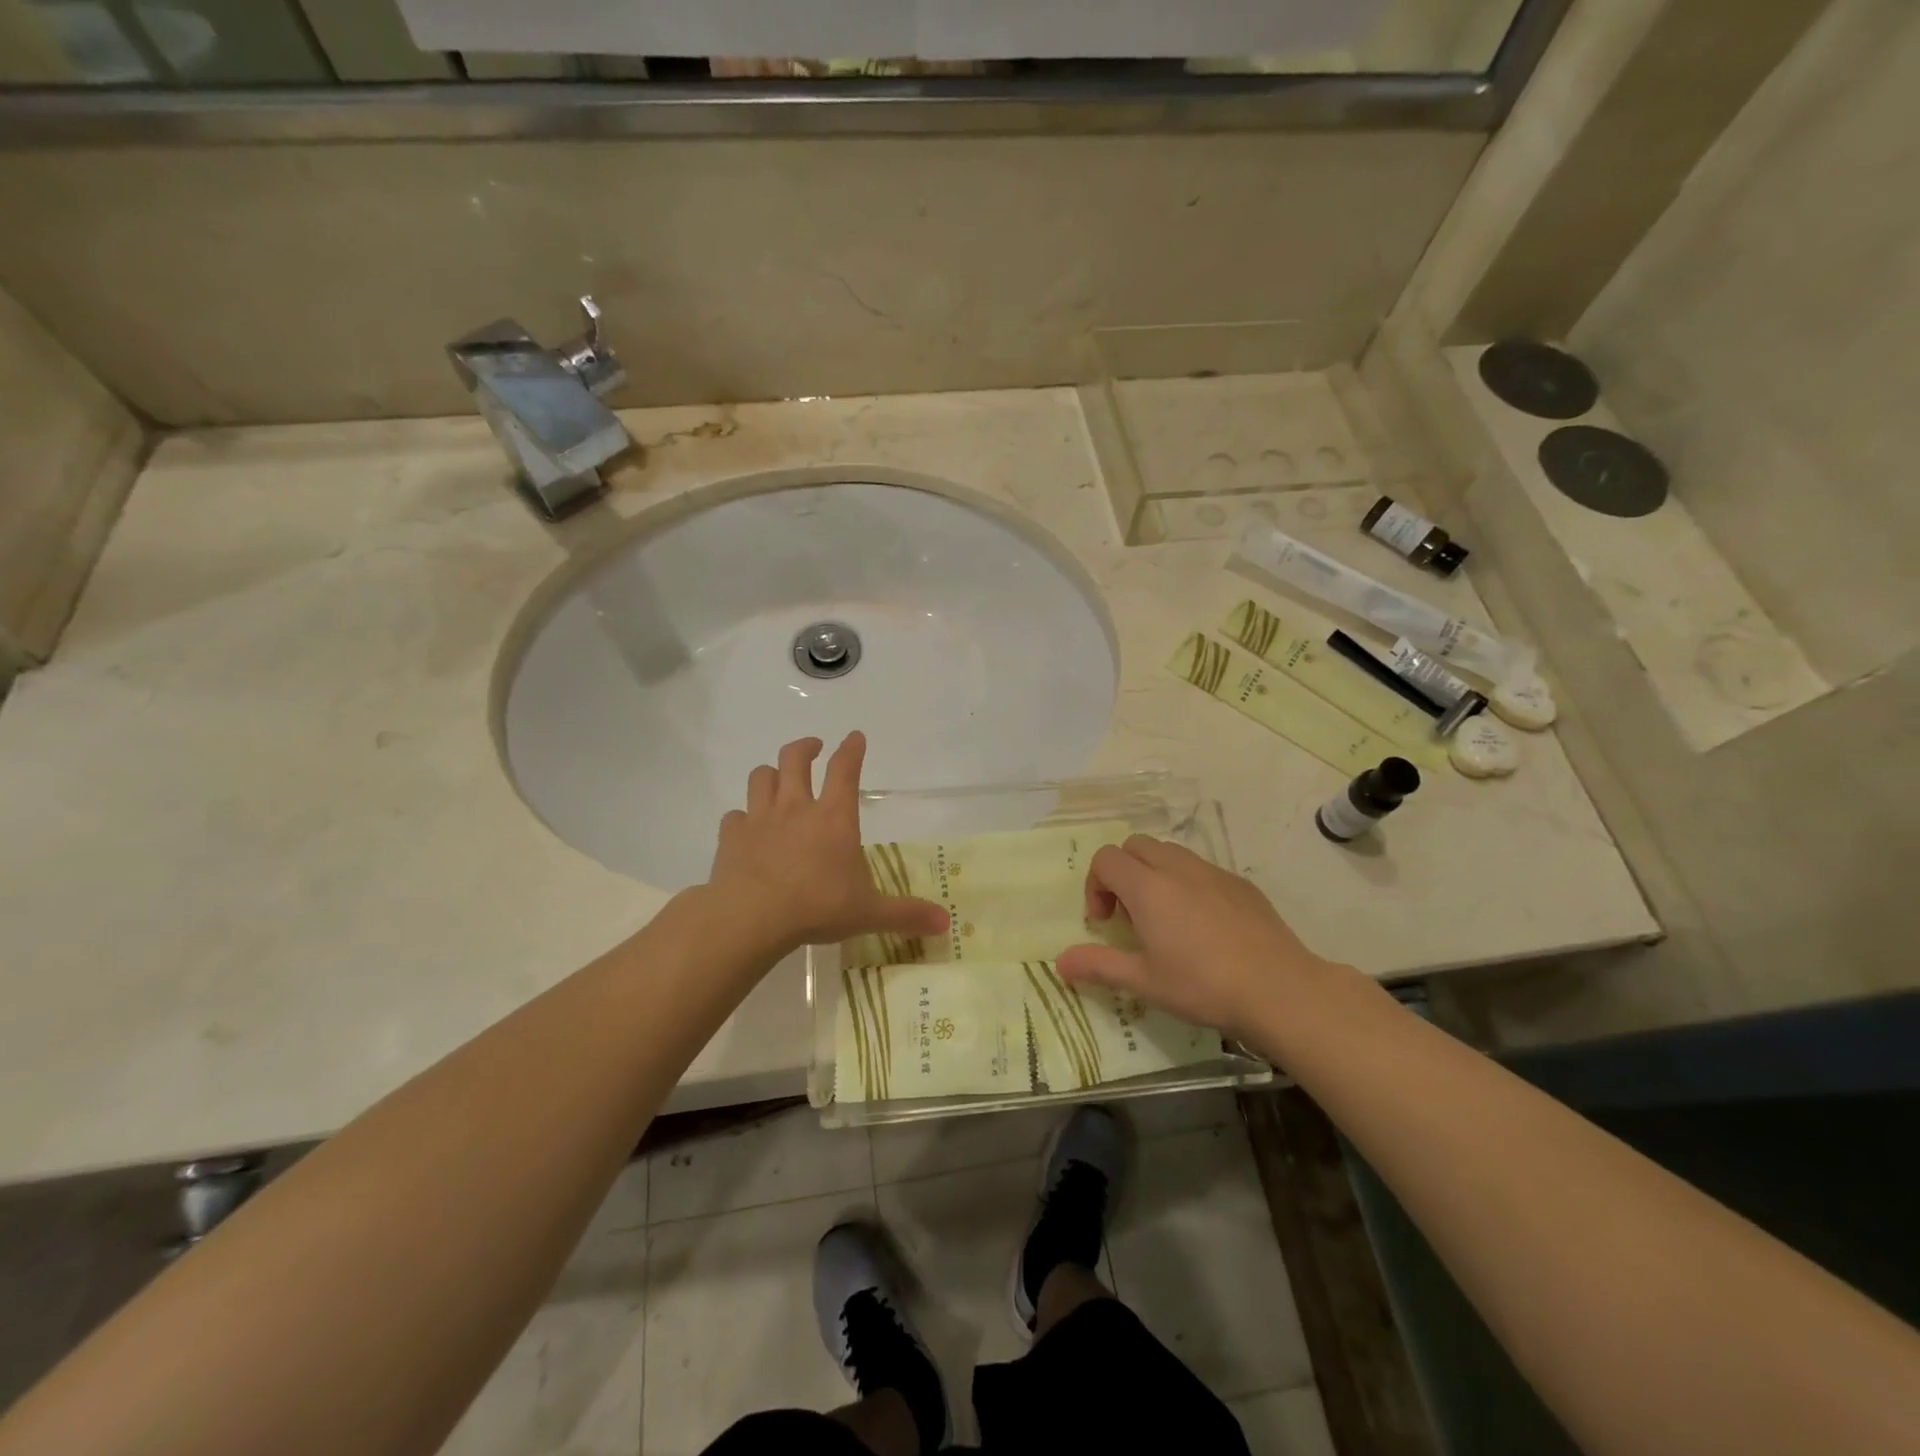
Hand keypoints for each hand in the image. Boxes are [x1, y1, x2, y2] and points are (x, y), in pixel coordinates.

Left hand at [704, 732, 947, 956]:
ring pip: (760, 777)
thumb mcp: (869, 913)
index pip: (845, 769)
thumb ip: (906, 914)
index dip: (852, 749)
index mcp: (834, 817)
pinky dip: (741, 818)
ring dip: (770, 773)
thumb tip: (946, 922)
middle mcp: (796, 807)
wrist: (751, 918)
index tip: (855, 737)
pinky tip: (746, 828)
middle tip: (813, 748)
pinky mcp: (731, 837)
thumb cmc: (817, 907)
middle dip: (805, 747)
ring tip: (777, 779)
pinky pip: (734, 816)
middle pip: (795, 759)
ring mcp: (760, 818)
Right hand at [1056, 836, 1333, 1040]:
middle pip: (1136, 846)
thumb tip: (1059, 962)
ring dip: (1154, 874)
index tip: (1105, 922)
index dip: (1095, 885)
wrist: (1279, 989)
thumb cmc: (1202, 985)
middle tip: (1129, 915)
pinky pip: (1202, 869)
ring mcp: (1213, 872)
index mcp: (1148, 887)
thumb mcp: (1144, 981)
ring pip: (1170, 853)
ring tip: (1164, 919)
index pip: (1106, 858)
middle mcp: (1177, 868)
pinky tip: (1204, 927)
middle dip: (1122, 872)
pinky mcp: (1241, 884)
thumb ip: (1098, 965)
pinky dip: (1188, 884)